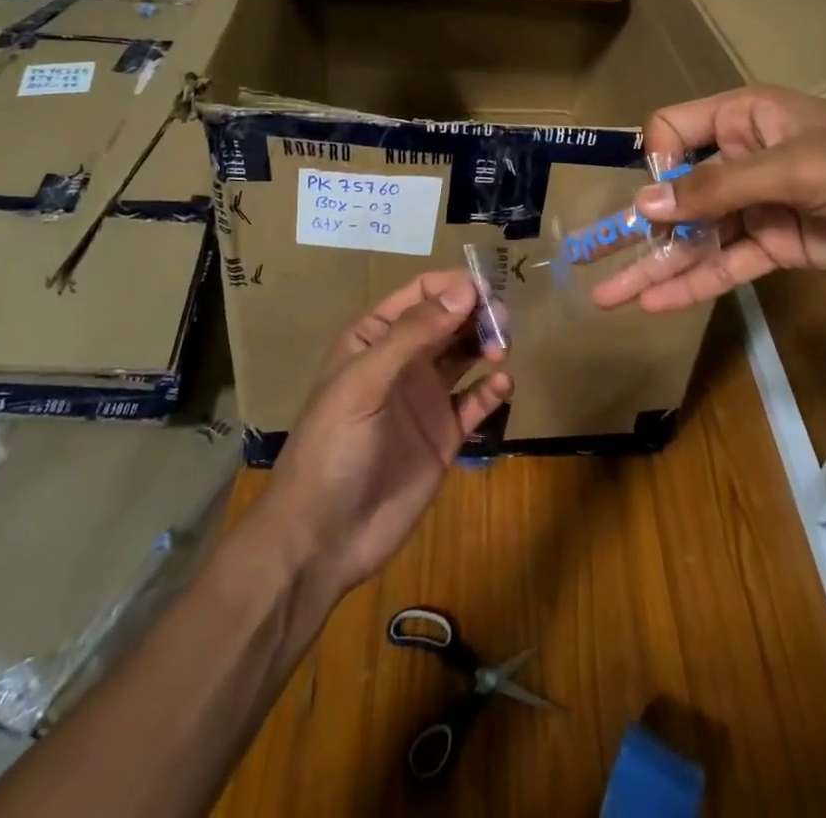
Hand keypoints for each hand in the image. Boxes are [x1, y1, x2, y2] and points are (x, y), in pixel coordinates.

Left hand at [263, 270, 512, 596]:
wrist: (323, 540)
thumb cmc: (333, 448)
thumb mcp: (364, 383)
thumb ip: (413, 335)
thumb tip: (465, 290)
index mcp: (375, 338)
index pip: (421, 293)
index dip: (453, 286)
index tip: (485, 292)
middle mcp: (404, 360)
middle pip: (450, 319)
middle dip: (478, 313)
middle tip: (502, 323)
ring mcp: (426, 397)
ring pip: (467, 354)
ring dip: (488, 344)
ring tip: (502, 351)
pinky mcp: (445, 435)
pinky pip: (476, 401)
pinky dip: (493, 389)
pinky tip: (503, 385)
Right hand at [592, 85, 825, 311]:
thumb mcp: (793, 167)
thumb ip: (717, 188)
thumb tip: (644, 205)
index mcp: (746, 118)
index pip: (675, 129)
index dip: (659, 162)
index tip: (659, 196)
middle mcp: (746, 159)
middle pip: (680, 192)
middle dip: (643, 228)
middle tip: (598, 263)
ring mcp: (762, 206)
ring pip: (699, 236)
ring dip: (659, 265)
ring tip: (612, 297)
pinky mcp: (781, 246)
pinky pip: (728, 264)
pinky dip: (696, 282)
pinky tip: (658, 303)